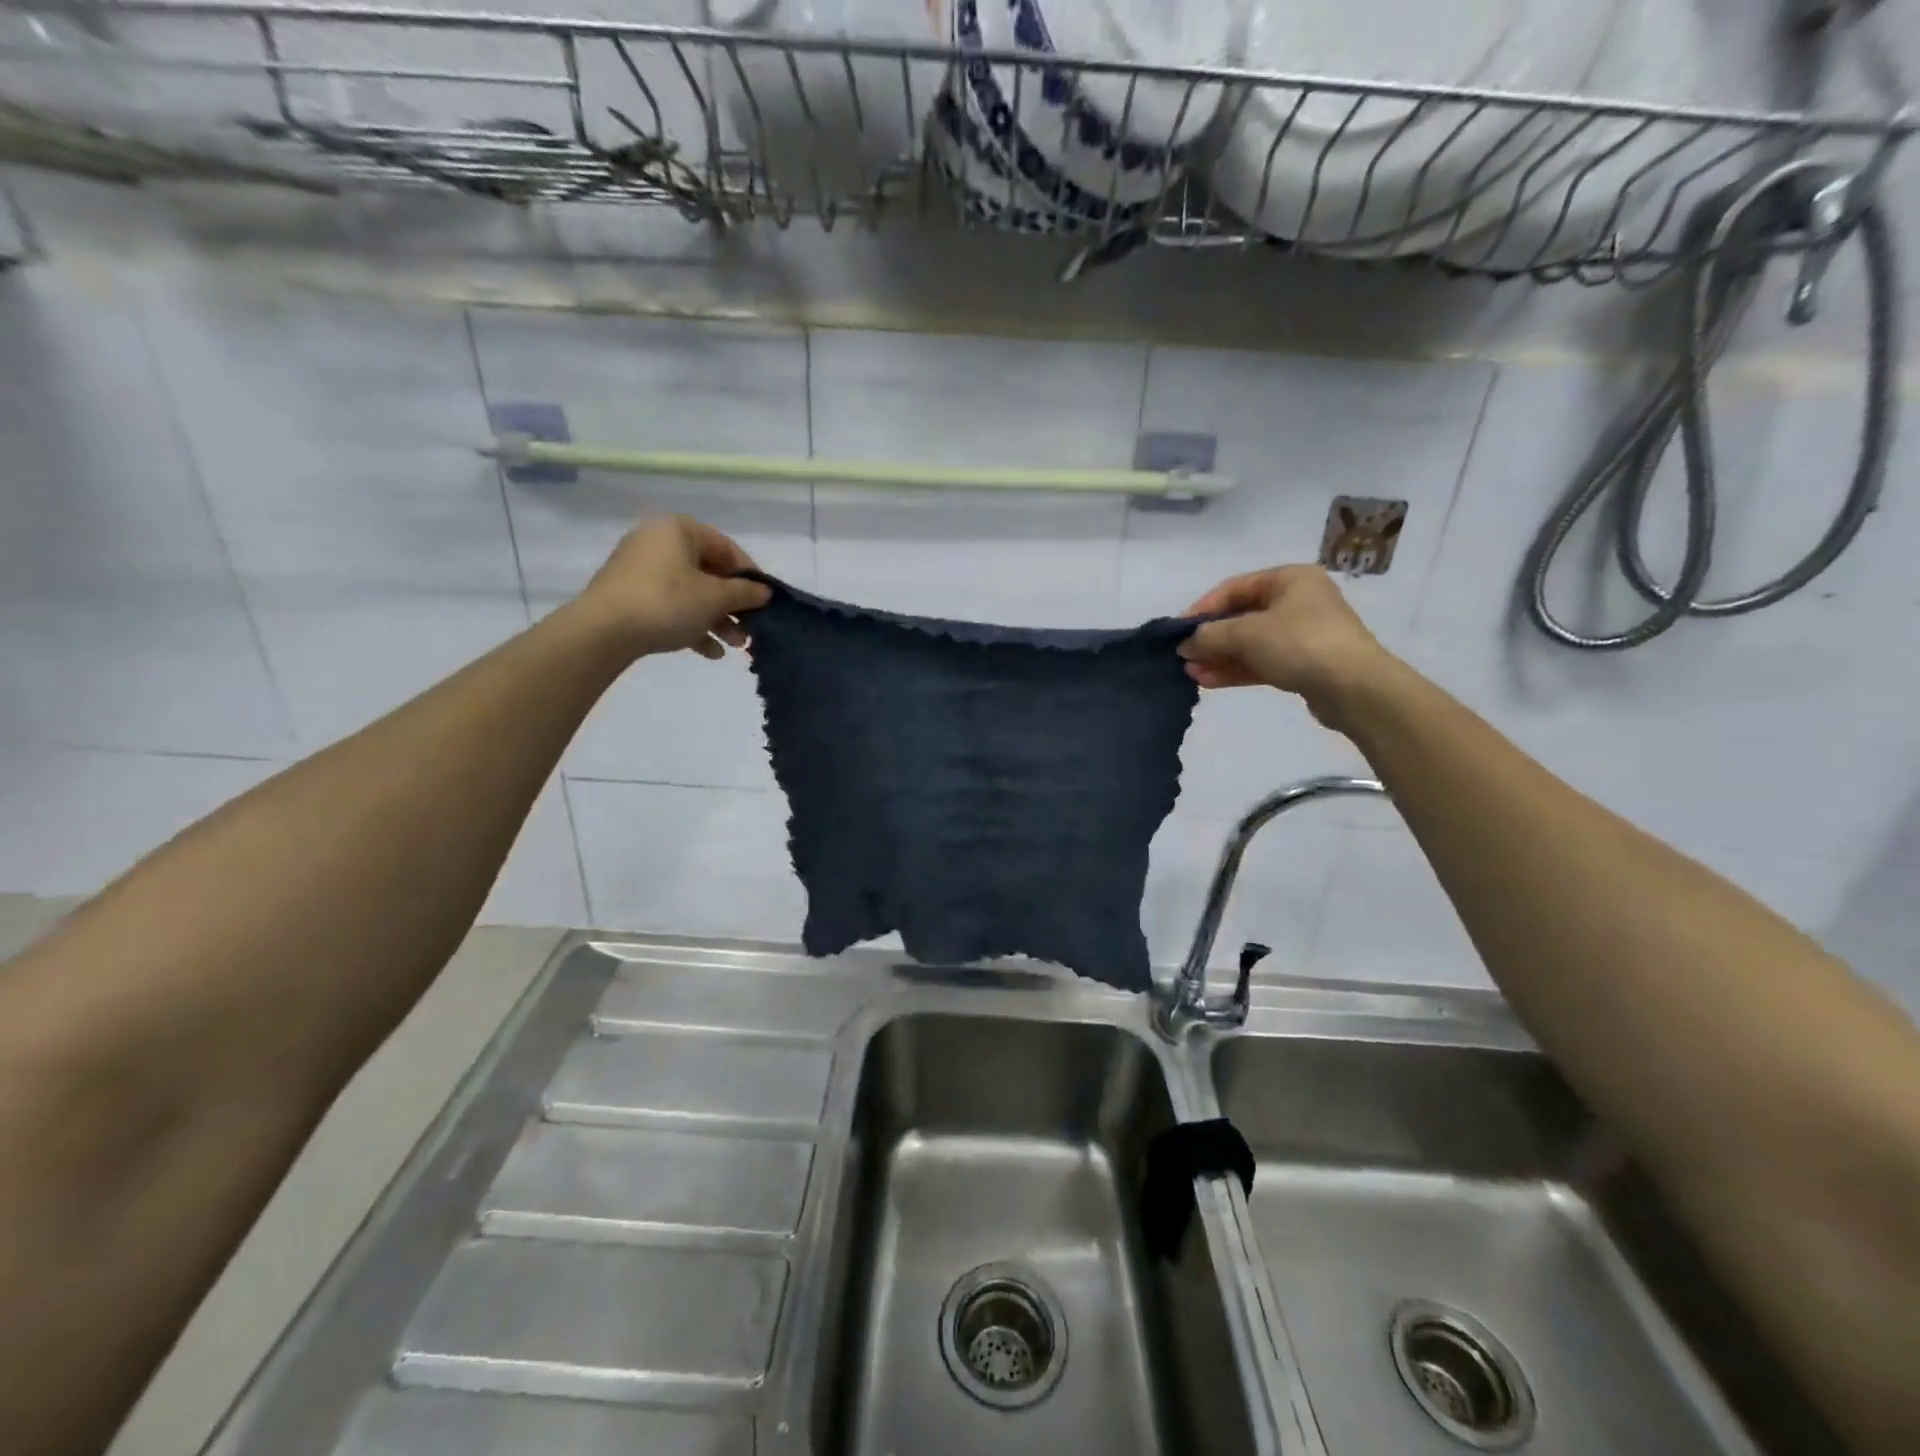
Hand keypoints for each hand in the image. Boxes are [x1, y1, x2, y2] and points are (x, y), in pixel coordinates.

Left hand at [577, 516, 772, 660]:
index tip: (764, 602)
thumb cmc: (667, 602)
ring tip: (734, 646)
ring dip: (717, 620)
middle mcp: (658, 543)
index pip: (727, 548)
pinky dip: (692, 625)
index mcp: (679, 530)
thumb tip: (764, 592)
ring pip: (691, 594)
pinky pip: (670, 607)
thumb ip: (745, 593)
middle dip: (733, 605)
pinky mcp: (630, 597)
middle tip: (749, 629)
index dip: (750, 576)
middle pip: (709, 573)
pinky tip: (710, 652)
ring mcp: (641, 570)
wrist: (603, 631)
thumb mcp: (715, 597)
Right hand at [1177, 565, 1395, 726]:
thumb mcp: (1246, 633)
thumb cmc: (1299, 643)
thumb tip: (1184, 643)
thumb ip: (1209, 635)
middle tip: (1183, 656)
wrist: (1353, 687)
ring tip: (1190, 673)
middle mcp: (1297, 601)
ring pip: (1250, 643)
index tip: (1179, 630)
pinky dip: (1236, 669)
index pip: (1235, 588)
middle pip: (1242, 617)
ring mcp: (1302, 634)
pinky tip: (1209, 681)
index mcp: (1289, 579)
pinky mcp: (1303, 664)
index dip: (1204, 608)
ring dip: (1219, 657)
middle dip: (1210, 638)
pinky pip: (1262, 662)